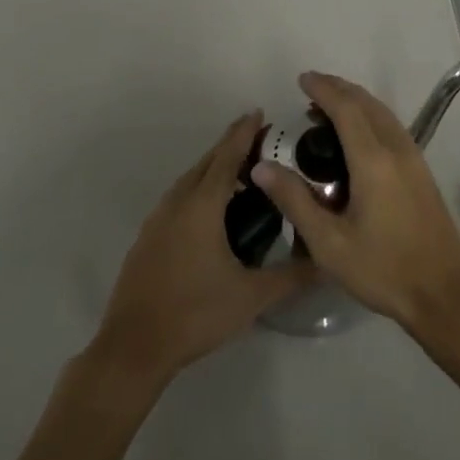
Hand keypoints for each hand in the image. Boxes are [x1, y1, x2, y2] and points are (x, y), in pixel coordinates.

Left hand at [91, 112, 314, 386]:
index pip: (228, 156)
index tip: (260, 112)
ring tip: (241, 173)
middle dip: (232, 145)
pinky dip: (199, 188)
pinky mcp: (148, 236)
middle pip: (208, 161)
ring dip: (215, 167)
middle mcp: (179, 201)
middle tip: (260, 140)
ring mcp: (159, 218)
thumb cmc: (195, 314)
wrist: (133, 347)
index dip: (245, 132)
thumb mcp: (251, 298)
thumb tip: (326, 262)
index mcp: (202, 204)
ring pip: (191, 179)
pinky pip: (179, 197)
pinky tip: (211, 209)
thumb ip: (290, 277)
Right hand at [250, 73, 459, 334]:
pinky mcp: (422, 170)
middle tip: (311, 89)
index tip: (302, 79)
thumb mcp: (329, 243)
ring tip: (329, 107)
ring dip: (356, 100)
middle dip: (338, 89)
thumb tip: (261, 168)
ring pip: (382, 112)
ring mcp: (414, 157)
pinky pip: (392, 126)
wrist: (443, 294)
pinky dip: (370, 115)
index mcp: (373, 160)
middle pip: (366, 103)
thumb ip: (295, 200)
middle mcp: (396, 148)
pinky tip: (358, 134)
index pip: (346, 108)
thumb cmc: (382, 269)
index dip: (323, 89)